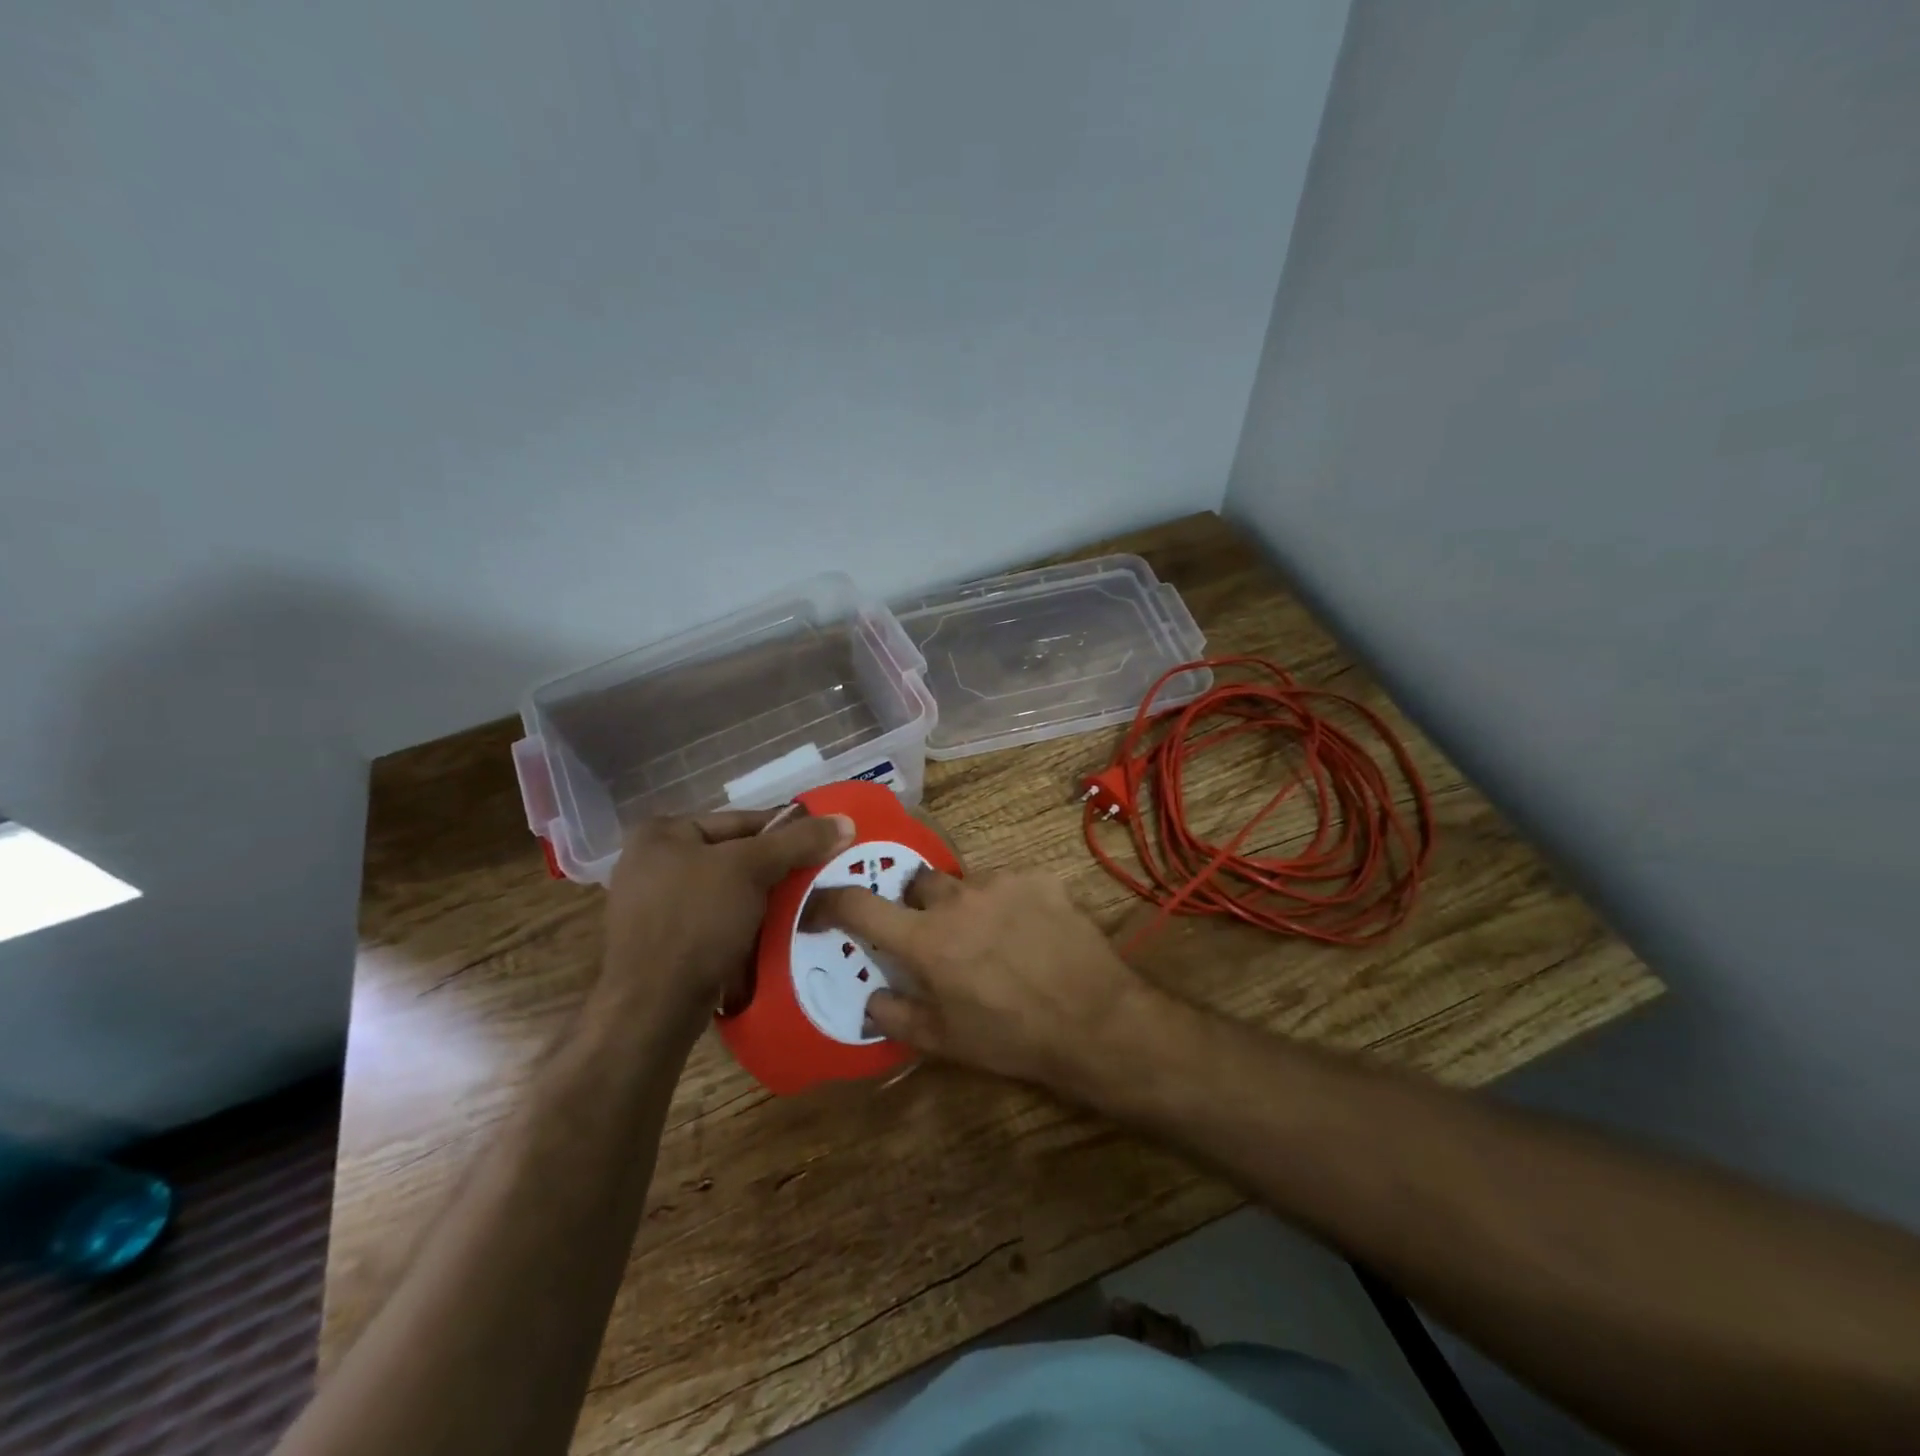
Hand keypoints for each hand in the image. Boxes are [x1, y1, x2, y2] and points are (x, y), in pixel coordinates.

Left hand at [602, 808, 853, 1023]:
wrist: (653, 1008)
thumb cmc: (696, 920)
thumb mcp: (751, 869)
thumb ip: (798, 842)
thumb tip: (845, 820)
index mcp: (663, 833)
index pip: (741, 820)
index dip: (787, 831)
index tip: (825, 844)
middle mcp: (652, 863)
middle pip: (735, 856)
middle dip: (777, 870)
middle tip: (820, 878)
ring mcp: (656, 906)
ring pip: (729, 892)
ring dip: (766, 901)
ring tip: (806, 908)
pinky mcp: (666, 944)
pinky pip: (718, 922)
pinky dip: (747, 925)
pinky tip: (777, 934)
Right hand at [809, 868, 1156, 1095]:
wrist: (1095, 1020)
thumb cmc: (1012, 1037)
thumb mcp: (946, 1041)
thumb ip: (897, 1015)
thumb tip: (871, 998)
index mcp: (926, 939)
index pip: (860, 905)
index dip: (832, 902)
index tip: (822, 906)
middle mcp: (957, 899)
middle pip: (917, 883)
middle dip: (917, 905)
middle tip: (936, 935)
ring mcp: (1001, 882)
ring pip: (966, 882)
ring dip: (967, 905)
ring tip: (992, 937)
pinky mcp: (1039, 878)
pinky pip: (1009, 882)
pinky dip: (1008, 902)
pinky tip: (1030, 931)